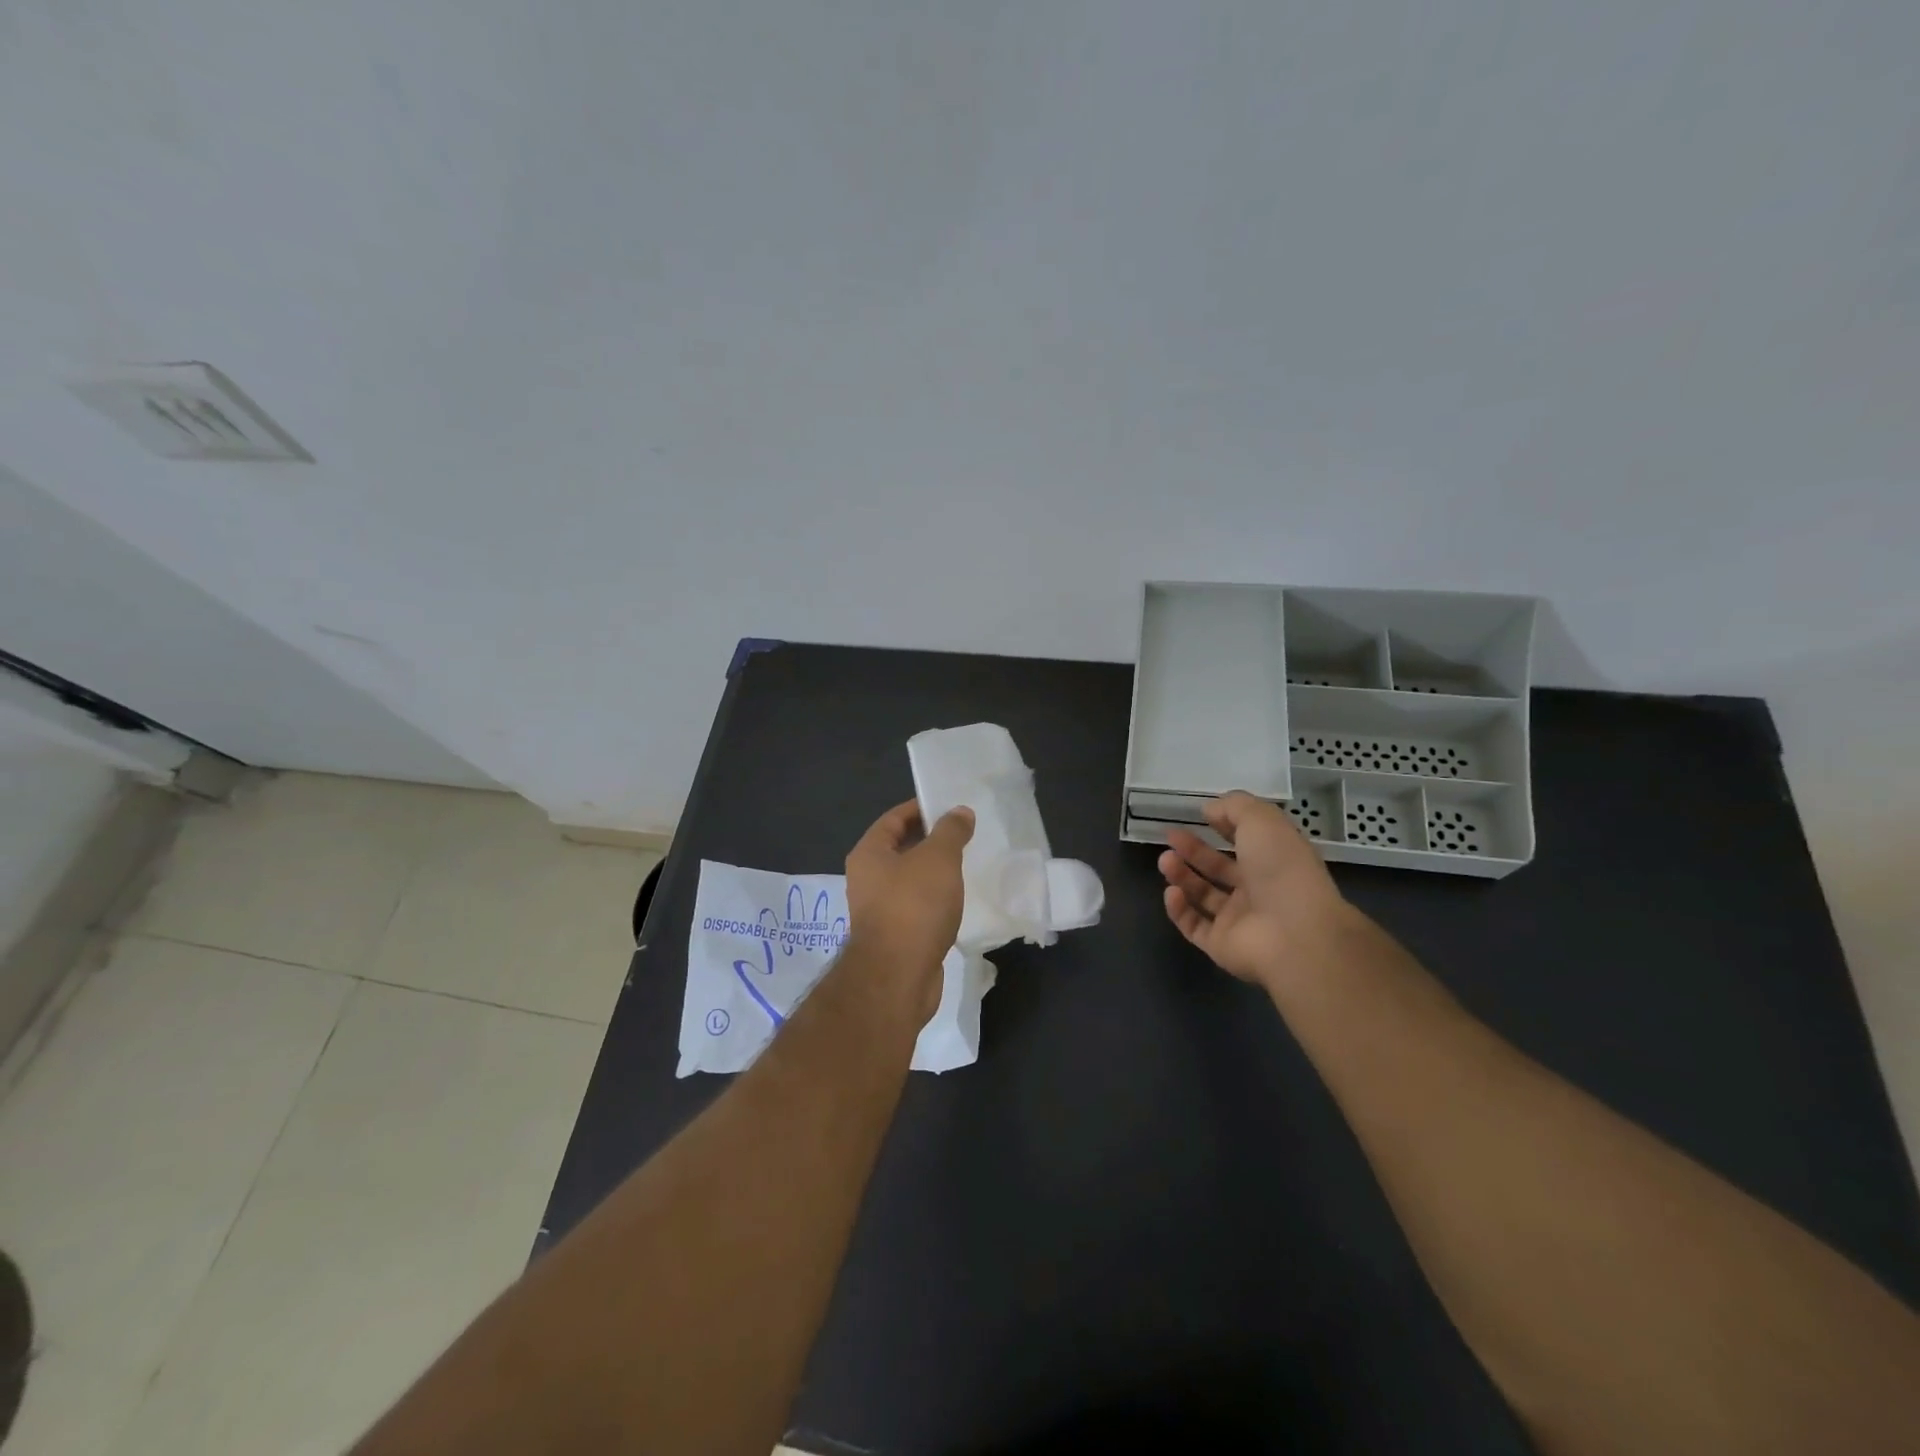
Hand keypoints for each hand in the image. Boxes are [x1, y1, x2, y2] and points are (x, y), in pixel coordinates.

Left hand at [844, 798, 974, 1017]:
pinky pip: (917, 906)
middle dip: (931, 840)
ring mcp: (879, 910)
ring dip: (934, 872)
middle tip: (965, 834)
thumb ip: (950, 831)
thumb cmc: (913, 907)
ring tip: (966, 864)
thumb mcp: (938, 859)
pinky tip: (958, 900)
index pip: (894, 818)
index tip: (950, 806)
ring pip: (910, 880)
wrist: (898, 977)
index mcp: (869, 854)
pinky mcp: (895, 936)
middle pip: (900, 848)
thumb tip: (960, 812)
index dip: (921, 808)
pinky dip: (935, 899)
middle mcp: (867, 879)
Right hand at [1157, 791, 1358, 991]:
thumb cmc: (1282, 869)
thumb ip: (1234, 807)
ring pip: (1203, 896)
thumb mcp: (1261, 820)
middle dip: (1194, 850)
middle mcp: (1258, 890)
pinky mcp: (1221, 945)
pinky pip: (1194, 926)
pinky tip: (1171, 892)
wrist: (1294, 934)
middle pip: (1219, 869)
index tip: (1201, 815)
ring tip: (1165, 860)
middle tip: (1171, 836)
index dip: (1225, 826)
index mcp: (1275, 861)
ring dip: (1182, 876)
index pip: (1246, 841)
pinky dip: (1179, 909)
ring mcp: (1239, 920)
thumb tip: (1209, 809)